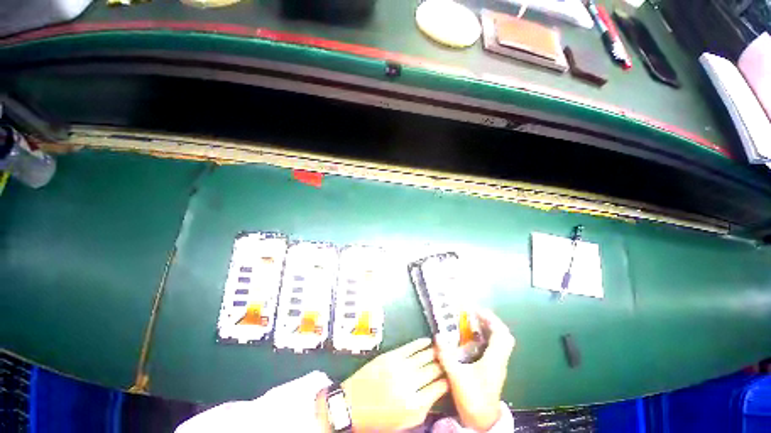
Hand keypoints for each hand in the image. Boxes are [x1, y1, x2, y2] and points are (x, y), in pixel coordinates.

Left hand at [341, 338, 448, 431]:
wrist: (351, 404)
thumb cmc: (378, 418)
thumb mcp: (403, 423)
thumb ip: (423, 409)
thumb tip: (436, 393)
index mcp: (413, 405)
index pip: (439, 388)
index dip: (448, 380)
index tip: (452, 377)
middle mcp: (409, 383)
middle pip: (433, 369)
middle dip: (444, 365)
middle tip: (449, 360)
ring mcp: (399, 367)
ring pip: (424, 355)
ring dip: (435, 352)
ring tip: (442, 349)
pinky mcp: (390, 355)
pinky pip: (410, 347)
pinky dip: (421, 343)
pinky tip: (428, 341)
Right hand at [437, 309, 514, 431]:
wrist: (482, 423)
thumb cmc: (473, 399)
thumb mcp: (457, 377)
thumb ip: (446, 356)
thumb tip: (437, 336)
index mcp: (495, 360)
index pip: (501, 334)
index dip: (491, 319)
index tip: (476, 311)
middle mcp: (500, 360)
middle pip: (504, 336)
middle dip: (491, 323)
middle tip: (475, 316)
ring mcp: (498, 366)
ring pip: (500, 342)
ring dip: (489, 330)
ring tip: (473, 324)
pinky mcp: (494, 370)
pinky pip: (494, 348)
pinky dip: (486, 339)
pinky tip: (472, 340)